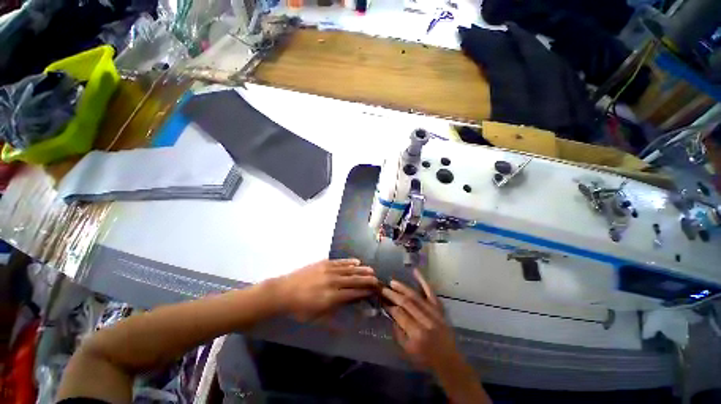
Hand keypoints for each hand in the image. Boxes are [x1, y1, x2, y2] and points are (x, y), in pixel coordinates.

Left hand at [276, 259, 378, 320]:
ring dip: (361, 269)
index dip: (365, 292)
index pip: (353, 293)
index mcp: (332, 298)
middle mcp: (333, 282)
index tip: (373, 291)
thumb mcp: (317, 317)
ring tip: (371, 269)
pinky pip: (340, 262)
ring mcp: (329, 270)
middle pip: (354, 280)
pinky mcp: (324, 263)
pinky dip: (349, 262)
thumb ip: (335, 314)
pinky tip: (357, 261)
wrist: (283, 291)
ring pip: (349, 269)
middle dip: (367, 280)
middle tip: (377, 279)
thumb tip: (350, 311)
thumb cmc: (299, 308)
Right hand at [381, 269, 461, 371]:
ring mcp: (435, 313)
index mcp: (417, 334)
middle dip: (393, 294)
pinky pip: (431, 293)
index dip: (389, 306)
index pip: (400, 314)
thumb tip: (391, 313)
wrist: (449, 360)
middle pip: (407, 303)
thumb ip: (398, 332)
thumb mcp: (407, 351)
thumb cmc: (425, 358)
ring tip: (392, 282)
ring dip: (403, 288)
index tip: (382, 300)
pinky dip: (423, 281)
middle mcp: (426, 321)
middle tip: (383, 288)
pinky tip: (416, 271)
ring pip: (416, 296)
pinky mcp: (440, 309)